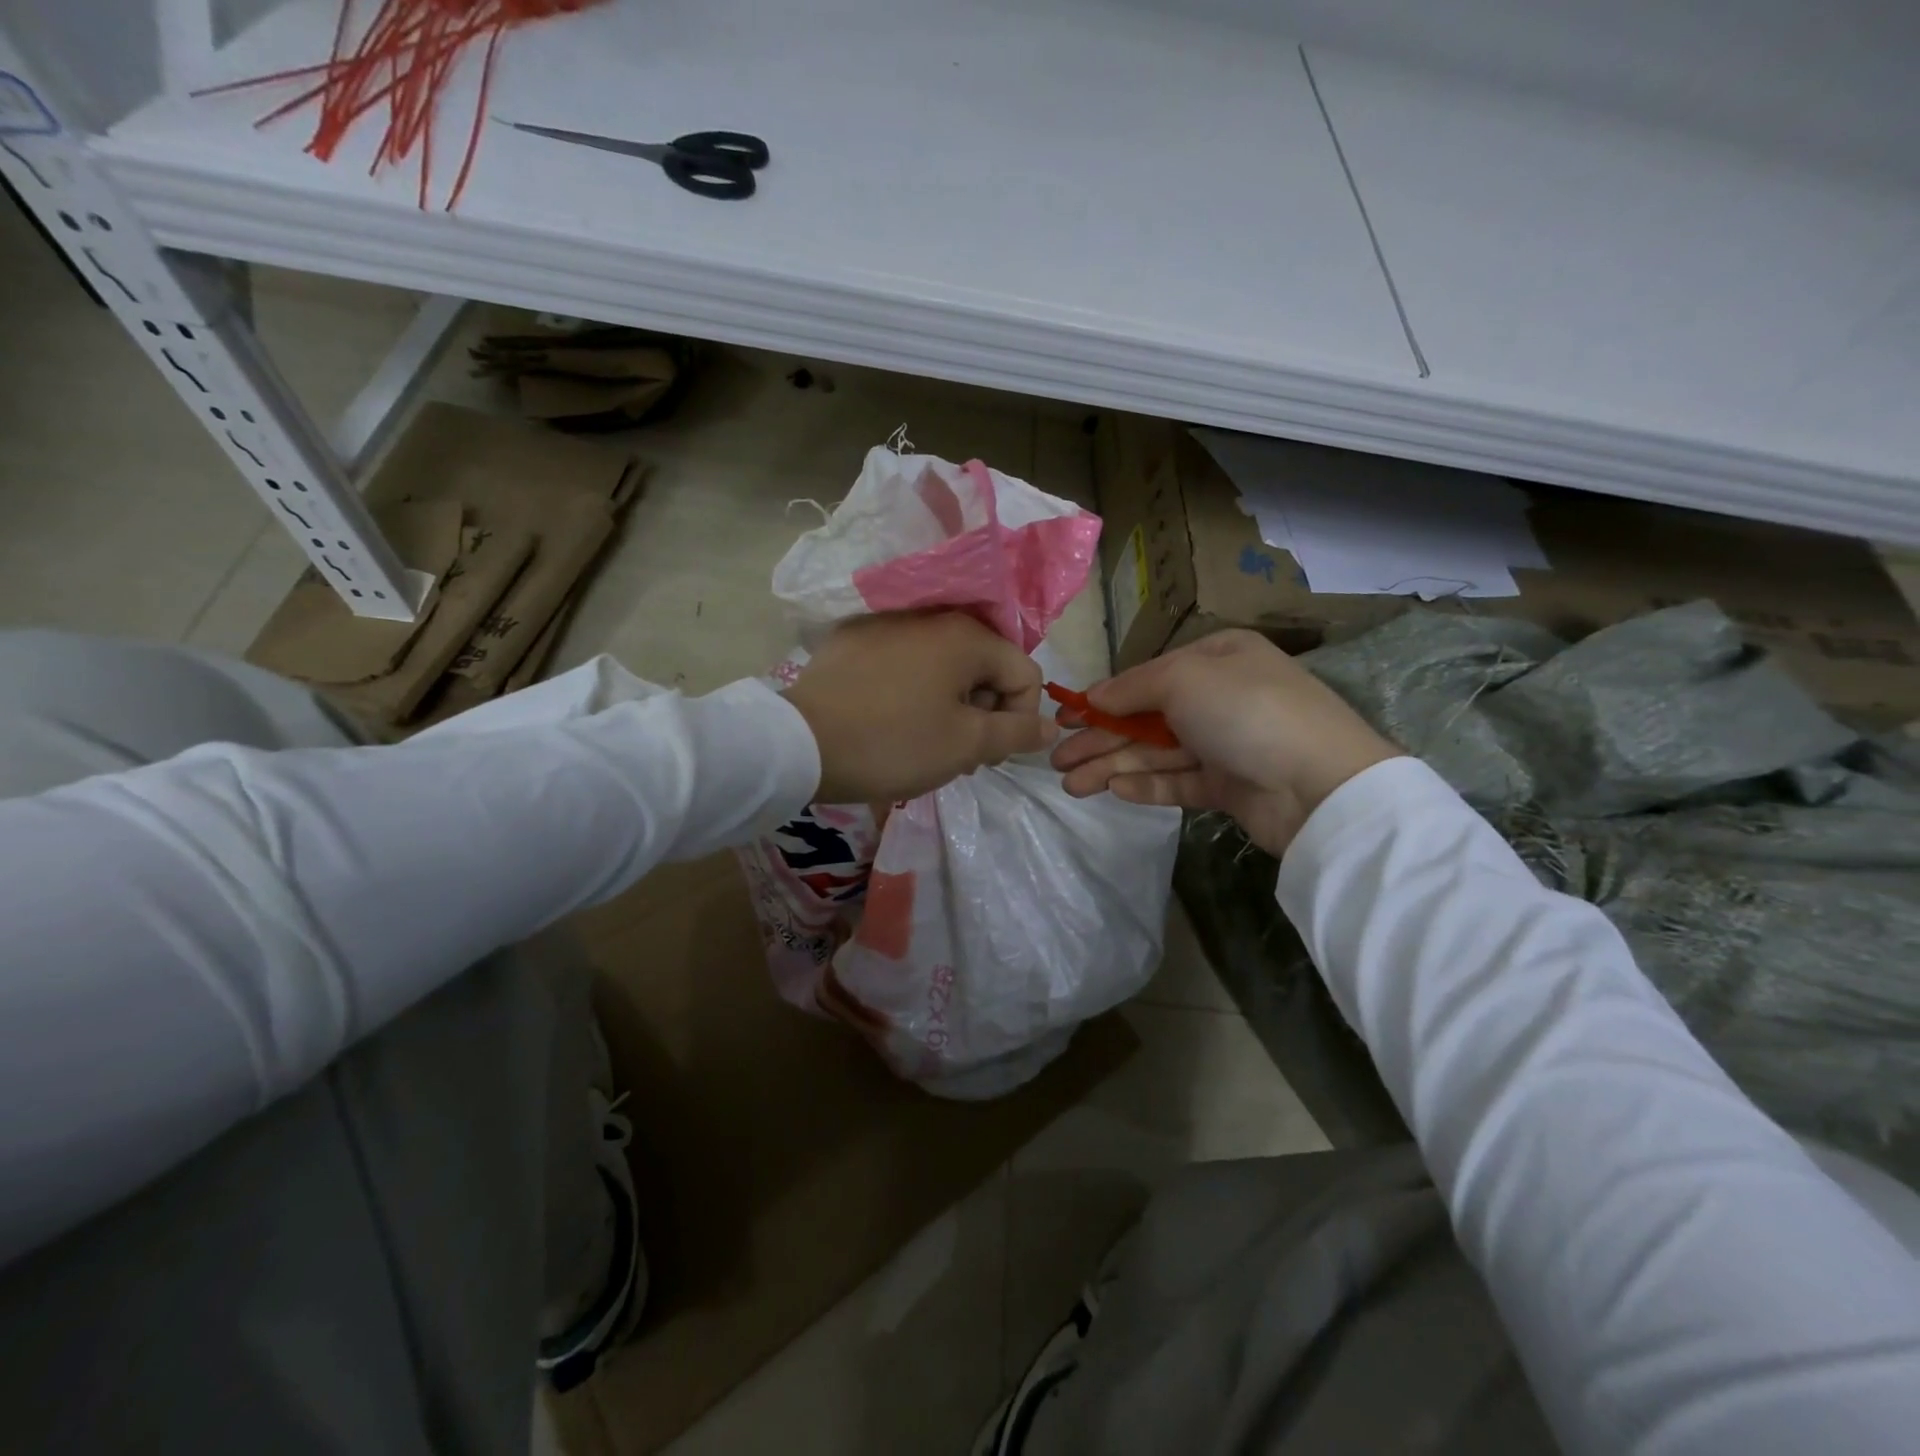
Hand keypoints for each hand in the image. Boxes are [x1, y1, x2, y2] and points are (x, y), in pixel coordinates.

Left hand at [784, 612, 1056, 803]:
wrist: (800, 743)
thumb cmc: (894, 743)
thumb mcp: (966, 745)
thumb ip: (1017, 733)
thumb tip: (1051, 725)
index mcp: (967, 635)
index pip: (1024, 674)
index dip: (1019, 719)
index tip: (989, 755)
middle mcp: (933, 616)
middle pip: (984, 667)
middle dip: (983, 713)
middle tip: (959, 755)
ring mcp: (888, 623)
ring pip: (944, 666)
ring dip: (949, 705)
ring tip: (925, 742)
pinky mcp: (855, 638)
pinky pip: (906, 662)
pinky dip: (913, 690)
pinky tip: (890, 721)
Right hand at [1049, 629, 1399, 855]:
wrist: (1320, 785)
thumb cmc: (1246, 712)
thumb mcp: (1183, 679)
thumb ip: (1132, 688)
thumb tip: (1094, 696)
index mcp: (1217, 658)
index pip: (1147, 677)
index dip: (1103, 698)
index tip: (1065, 717)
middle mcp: (1220, 697)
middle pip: (1146, 718)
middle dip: (1100, 738)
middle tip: (1056, 760)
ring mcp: (1225, 744)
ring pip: (1156, 753)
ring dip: (1112, 766)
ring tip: (1070, 784)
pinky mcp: (1229, 786)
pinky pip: (1177, 782)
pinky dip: (1145, 784)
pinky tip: (1113, 791)